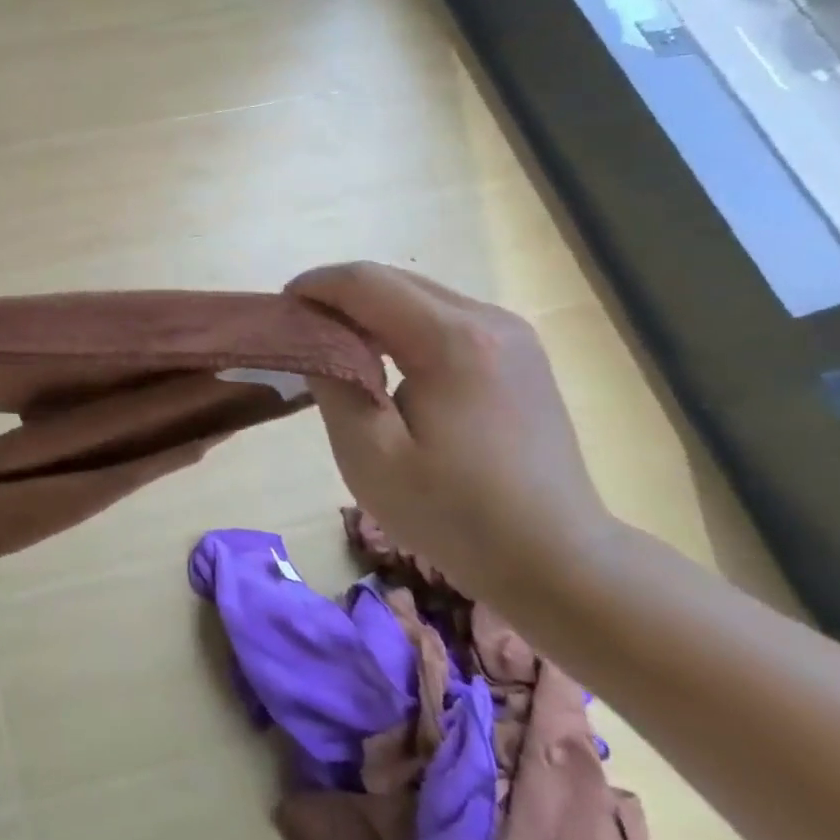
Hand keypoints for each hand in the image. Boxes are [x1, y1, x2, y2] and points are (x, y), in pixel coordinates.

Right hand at [290, 262, 616, 603]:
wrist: (560, 560)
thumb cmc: (455, 513)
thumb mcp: (368, 455)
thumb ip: (332, 383)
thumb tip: (312, 339)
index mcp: (451, 341)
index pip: (364, 282)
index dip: (313, 286)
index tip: (279, 311)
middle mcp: (488, 320)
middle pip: (393, 278)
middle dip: (337, 294)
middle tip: (301, 330)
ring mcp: (511, 333)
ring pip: (418, 293)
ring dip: (369, 308)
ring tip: (335, 346)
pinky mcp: (518, 352)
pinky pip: (443, 314)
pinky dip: (401, 322)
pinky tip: (385, 360)